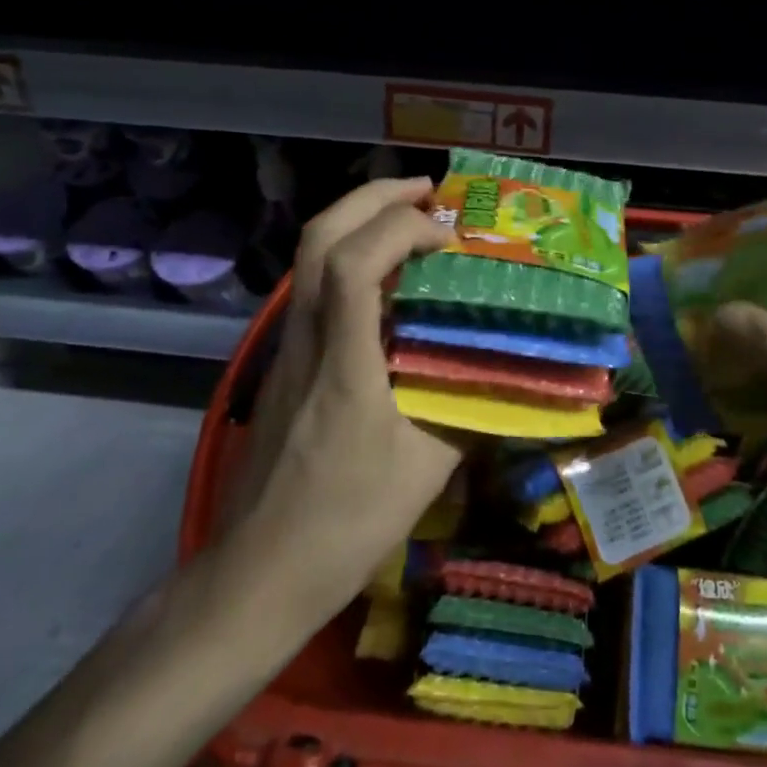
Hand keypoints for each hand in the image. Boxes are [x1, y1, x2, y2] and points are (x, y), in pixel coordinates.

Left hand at [215, 177, 461, 615]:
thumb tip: (511, 377)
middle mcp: (307, 338)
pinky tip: (391, 284)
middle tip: (429, 191)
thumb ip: (470, 414)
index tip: (448, 236)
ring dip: (361, 221)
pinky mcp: (287, 363)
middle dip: (374, 197)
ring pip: (310, 256)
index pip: (353, 263)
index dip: (400, 229)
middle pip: (319, 237)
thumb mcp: (425, 474)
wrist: (255, 575)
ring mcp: (289, 348)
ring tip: (414, 222)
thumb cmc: (343, 526)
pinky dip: (352, 258)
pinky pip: (316, 287)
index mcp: (342, 362)